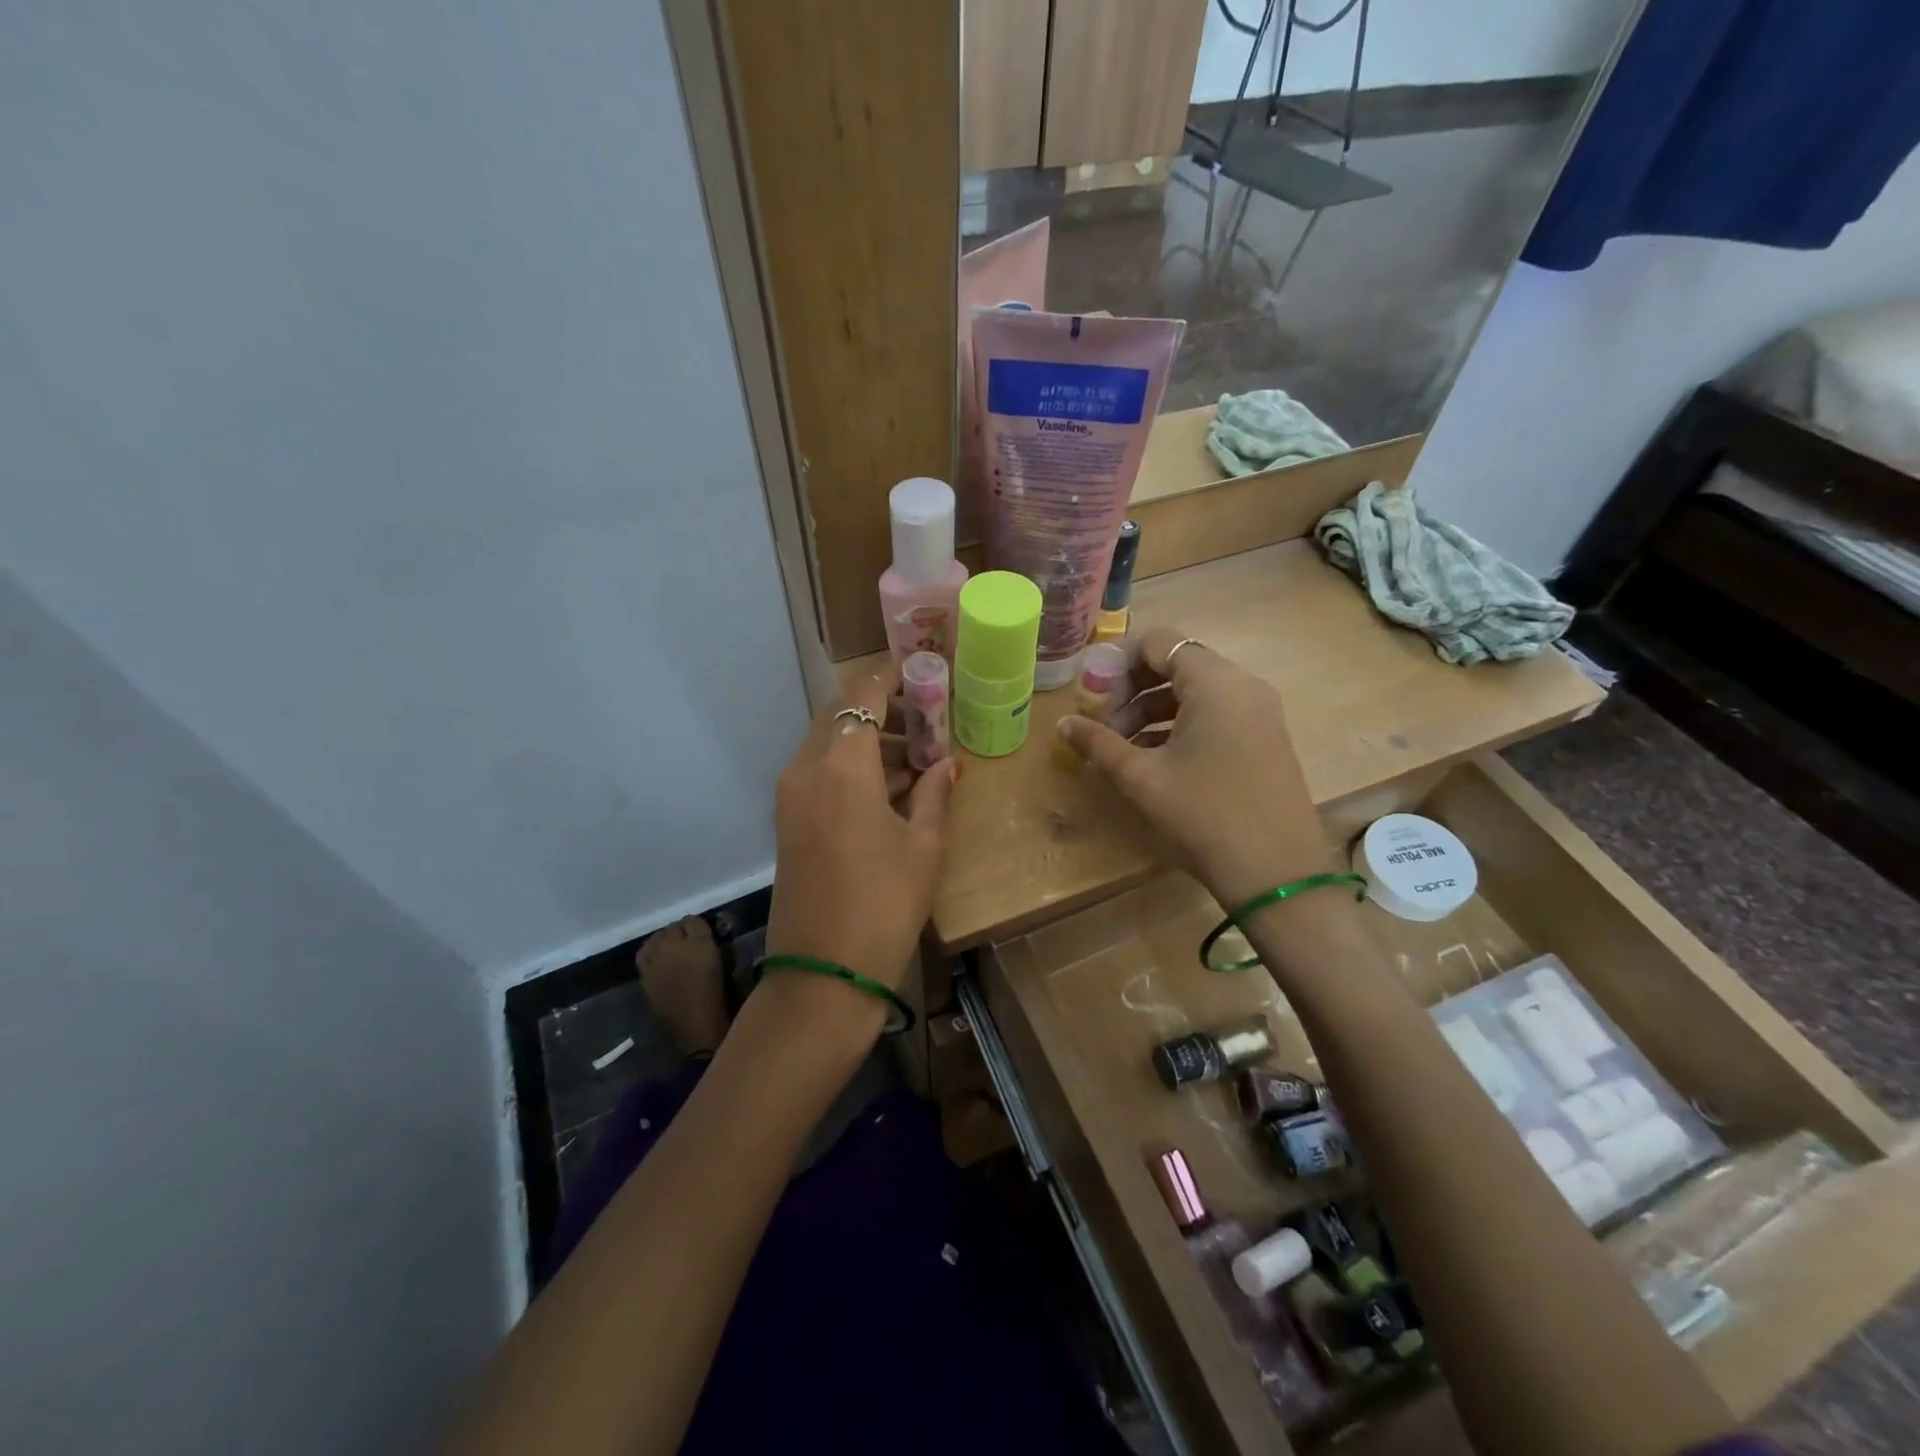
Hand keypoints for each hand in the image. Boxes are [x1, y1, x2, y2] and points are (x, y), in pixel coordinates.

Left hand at [765, 664, 956, 1008]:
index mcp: (841, 765)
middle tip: (924, 722)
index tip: (921, 674)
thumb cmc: (884, 904)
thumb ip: (934, 794)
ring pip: (827, 744)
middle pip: (839, 715)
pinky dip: (850, 767)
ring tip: (915, 761)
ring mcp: (790, 795)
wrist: (823, 972)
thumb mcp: (923, 846)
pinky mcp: (786, 820)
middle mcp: (806, 768)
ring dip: (866, 741)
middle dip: (880, 711)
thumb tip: (947, 765)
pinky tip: (888, 790)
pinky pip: (818, 773)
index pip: (862, 695)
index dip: (890, 677)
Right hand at [1056, 628, 1330, 907]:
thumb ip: (1098, 743)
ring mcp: (1259, 711)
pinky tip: (1156, 760)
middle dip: (1133, 689)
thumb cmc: (1203, 814)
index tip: (1093, 696)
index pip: (1158, 641)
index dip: (1118, 662)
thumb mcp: (1141, 778)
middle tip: (1104, 726)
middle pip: (1176, 663)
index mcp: (1213, 681)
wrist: (1277, 872)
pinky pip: (1216, 712)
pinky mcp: (1265, 737)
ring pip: (1195, 691)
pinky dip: (1181, 724)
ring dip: (1153, 709)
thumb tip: (1063, 724)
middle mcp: (1242, 684)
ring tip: (1123, 748)